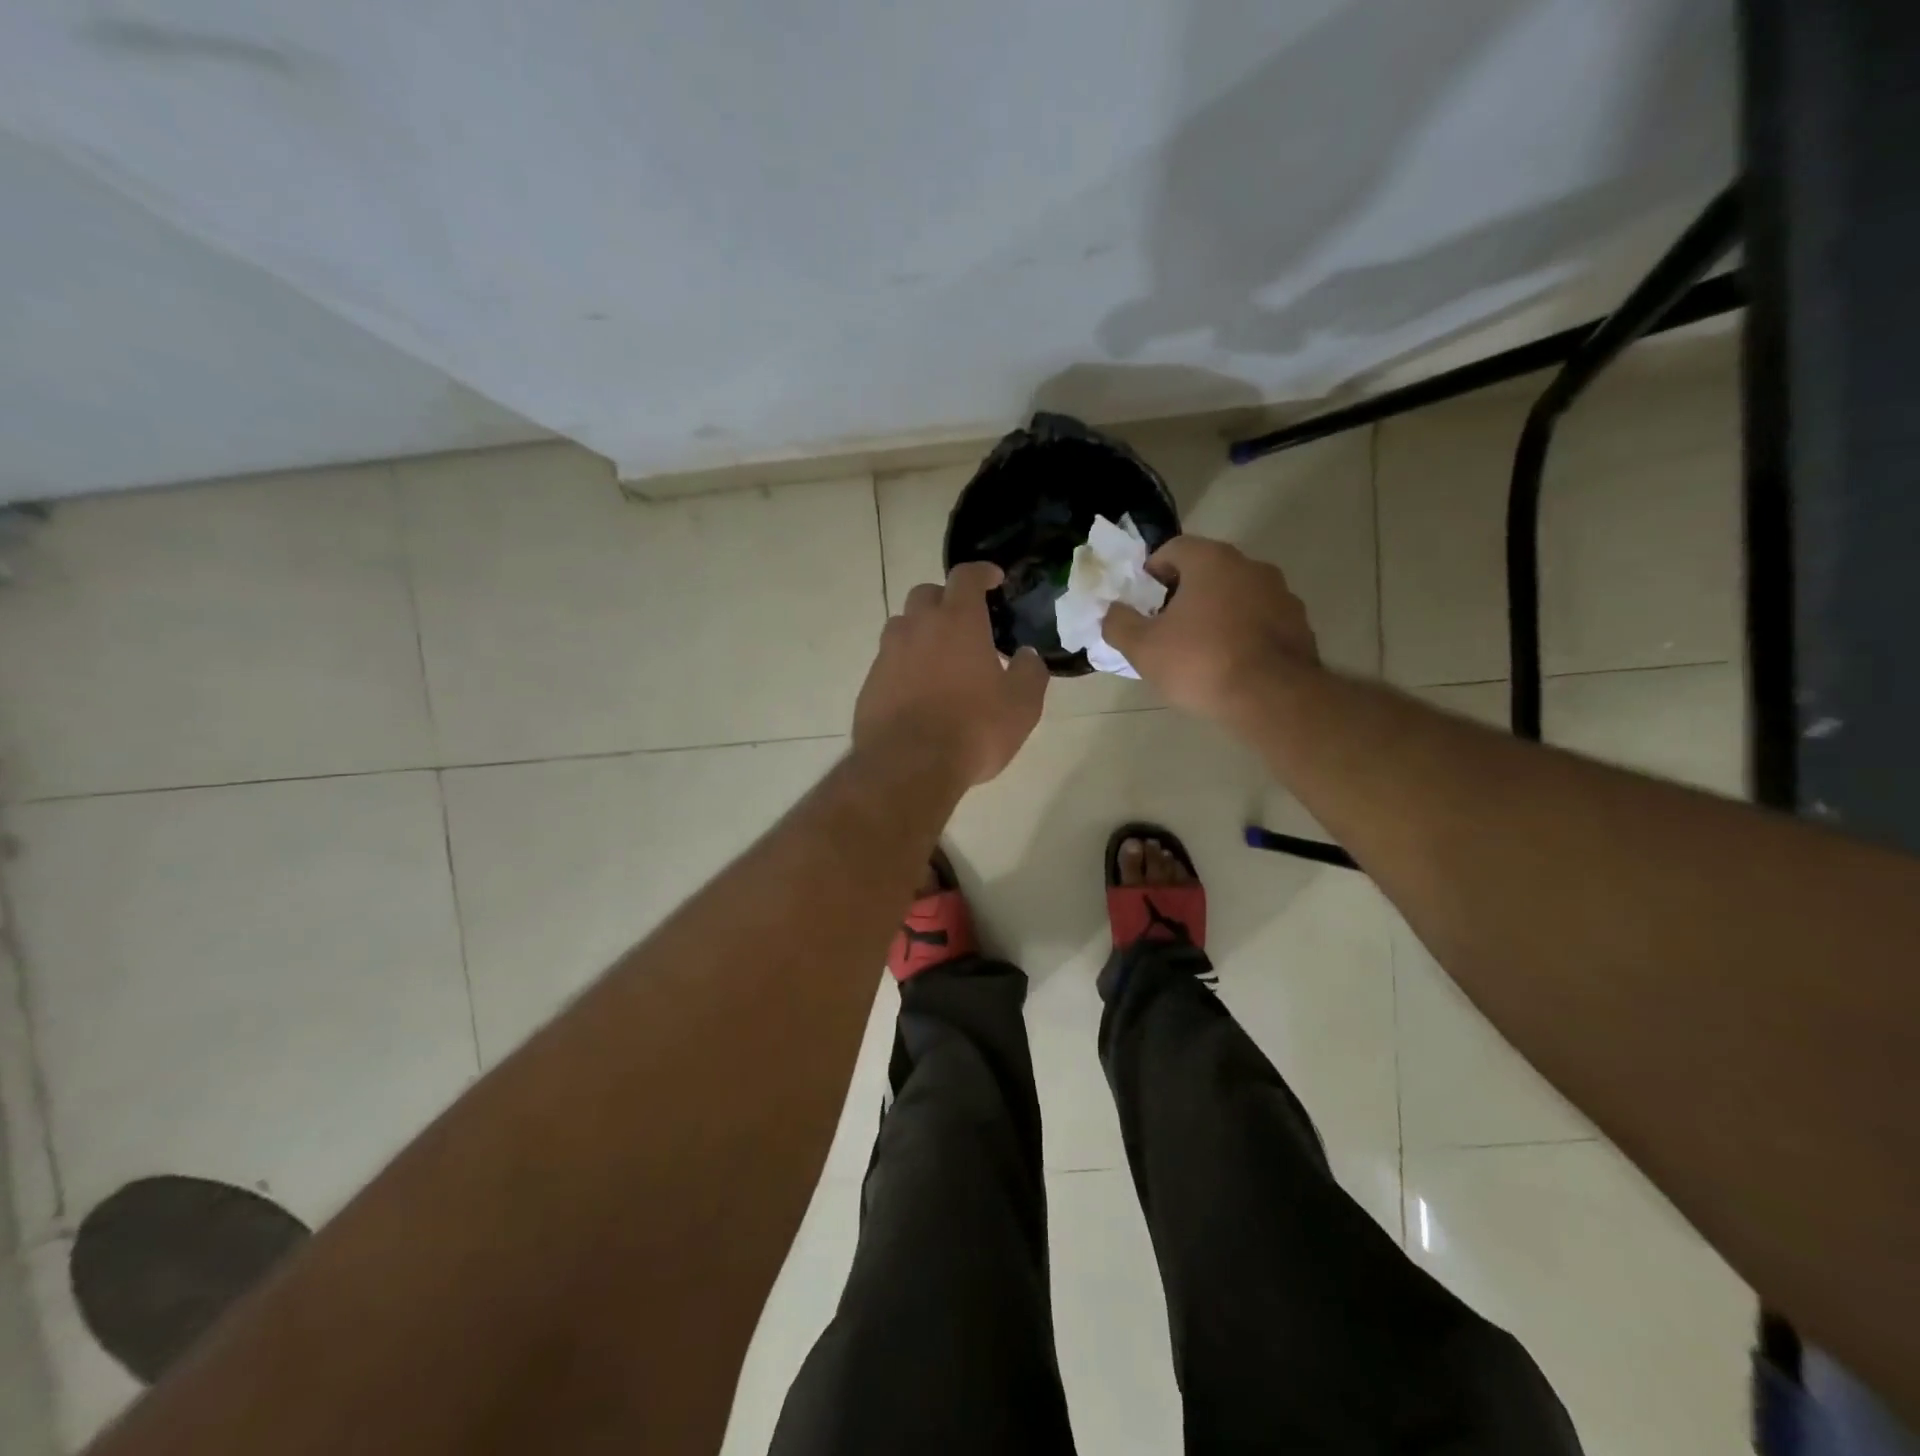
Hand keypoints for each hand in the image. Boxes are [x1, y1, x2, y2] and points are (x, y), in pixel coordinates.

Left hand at [853, 562, 1047, 786]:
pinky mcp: (870, 683)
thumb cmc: (973, 729)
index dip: (981, 572)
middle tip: (965, 623)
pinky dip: (904, 665)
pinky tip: (918, 692)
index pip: (966, 576)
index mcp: (958, 621)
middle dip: (946, 600)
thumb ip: (1029, 673)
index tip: (993, 579)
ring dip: (921, 631)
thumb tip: (1027, 656)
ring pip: (903, 626)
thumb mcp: (1021, 706)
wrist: (908, 766)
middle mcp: (918, 627)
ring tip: (940, 658)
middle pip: (926, 594)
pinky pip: (888, 661)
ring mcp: (888, 654)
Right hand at [1102, 536, 1318, 720]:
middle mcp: (1250, 566)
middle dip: (1183, 594)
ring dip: (1216, 613)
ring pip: (1236, 596)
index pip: (1173, 548)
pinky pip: (1260, 621)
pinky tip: (1231, 665)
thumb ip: (1118, 623)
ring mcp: (1281, 594)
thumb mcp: (1142, 648)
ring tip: (1199, 651)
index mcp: (1211, 561)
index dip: (1151, 573)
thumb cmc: (1201, 663)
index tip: (1142, 604)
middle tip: (1165, 628)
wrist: (1273, 699)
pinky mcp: (1300, 625)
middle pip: (1207, 571)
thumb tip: (1112, 612)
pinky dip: (1242, 634)